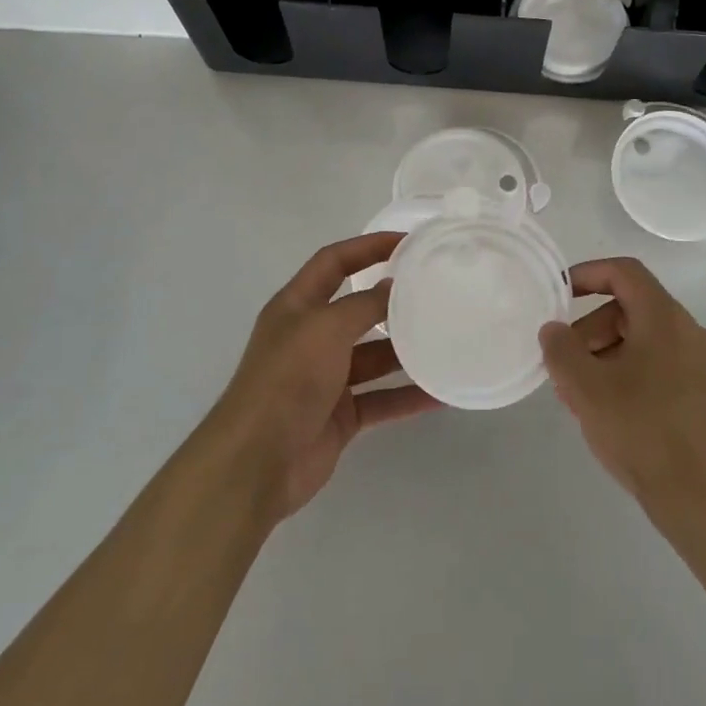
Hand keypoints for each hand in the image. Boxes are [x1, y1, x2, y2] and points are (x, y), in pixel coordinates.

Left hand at [212, 233, 441, 521]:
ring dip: (407, 351)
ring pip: (374, 357)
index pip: (334, 262)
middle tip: (437, 293)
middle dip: (394, 302)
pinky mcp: (340, 415)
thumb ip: (363, 305)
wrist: (257, 462)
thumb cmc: (287, 380)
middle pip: (358, 310)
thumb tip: (394, 287)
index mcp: (297, 307)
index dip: (367, 247)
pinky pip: (381, 398)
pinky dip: (408, 396)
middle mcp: (311, 337)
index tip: (408, 243)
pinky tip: (441, 394)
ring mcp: (326, 378)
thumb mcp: (326, 328)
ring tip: (448, 340)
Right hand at [539, 258, 705, 520]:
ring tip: (585, 400)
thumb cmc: (644, 432)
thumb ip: (561, 350)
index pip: (624, 272)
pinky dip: (633, 377)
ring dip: (609, 358)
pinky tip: (617, 416)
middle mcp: (692, 332)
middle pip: (632, 310)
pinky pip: (664, 368)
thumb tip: (554, 329)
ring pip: (646, 343)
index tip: (558, 294)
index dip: (587, 274)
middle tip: (566, 368)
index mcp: (665, 318)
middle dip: (591, 331)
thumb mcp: (586, 389)